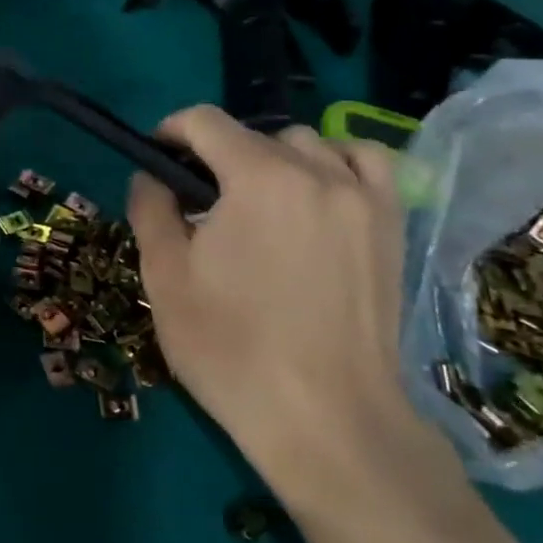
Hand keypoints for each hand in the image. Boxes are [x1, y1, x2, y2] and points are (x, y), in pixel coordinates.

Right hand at [128, 111, 453, 513]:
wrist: (326, 420)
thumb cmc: (232, 349)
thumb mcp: (165, 278)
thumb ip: (151, 209)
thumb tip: (152, 176)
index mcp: (258, 177)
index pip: (205, 121)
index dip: (170, 132)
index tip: (156, 160)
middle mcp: (317, 171)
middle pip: (255, 135)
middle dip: (217, 156)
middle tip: (199, 204)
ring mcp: (364, 197)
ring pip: (309, 144)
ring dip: (273, 159)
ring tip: (258, 203)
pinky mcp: (391, 225)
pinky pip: (366, 164)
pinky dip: (335, 164)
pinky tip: (318, 194)